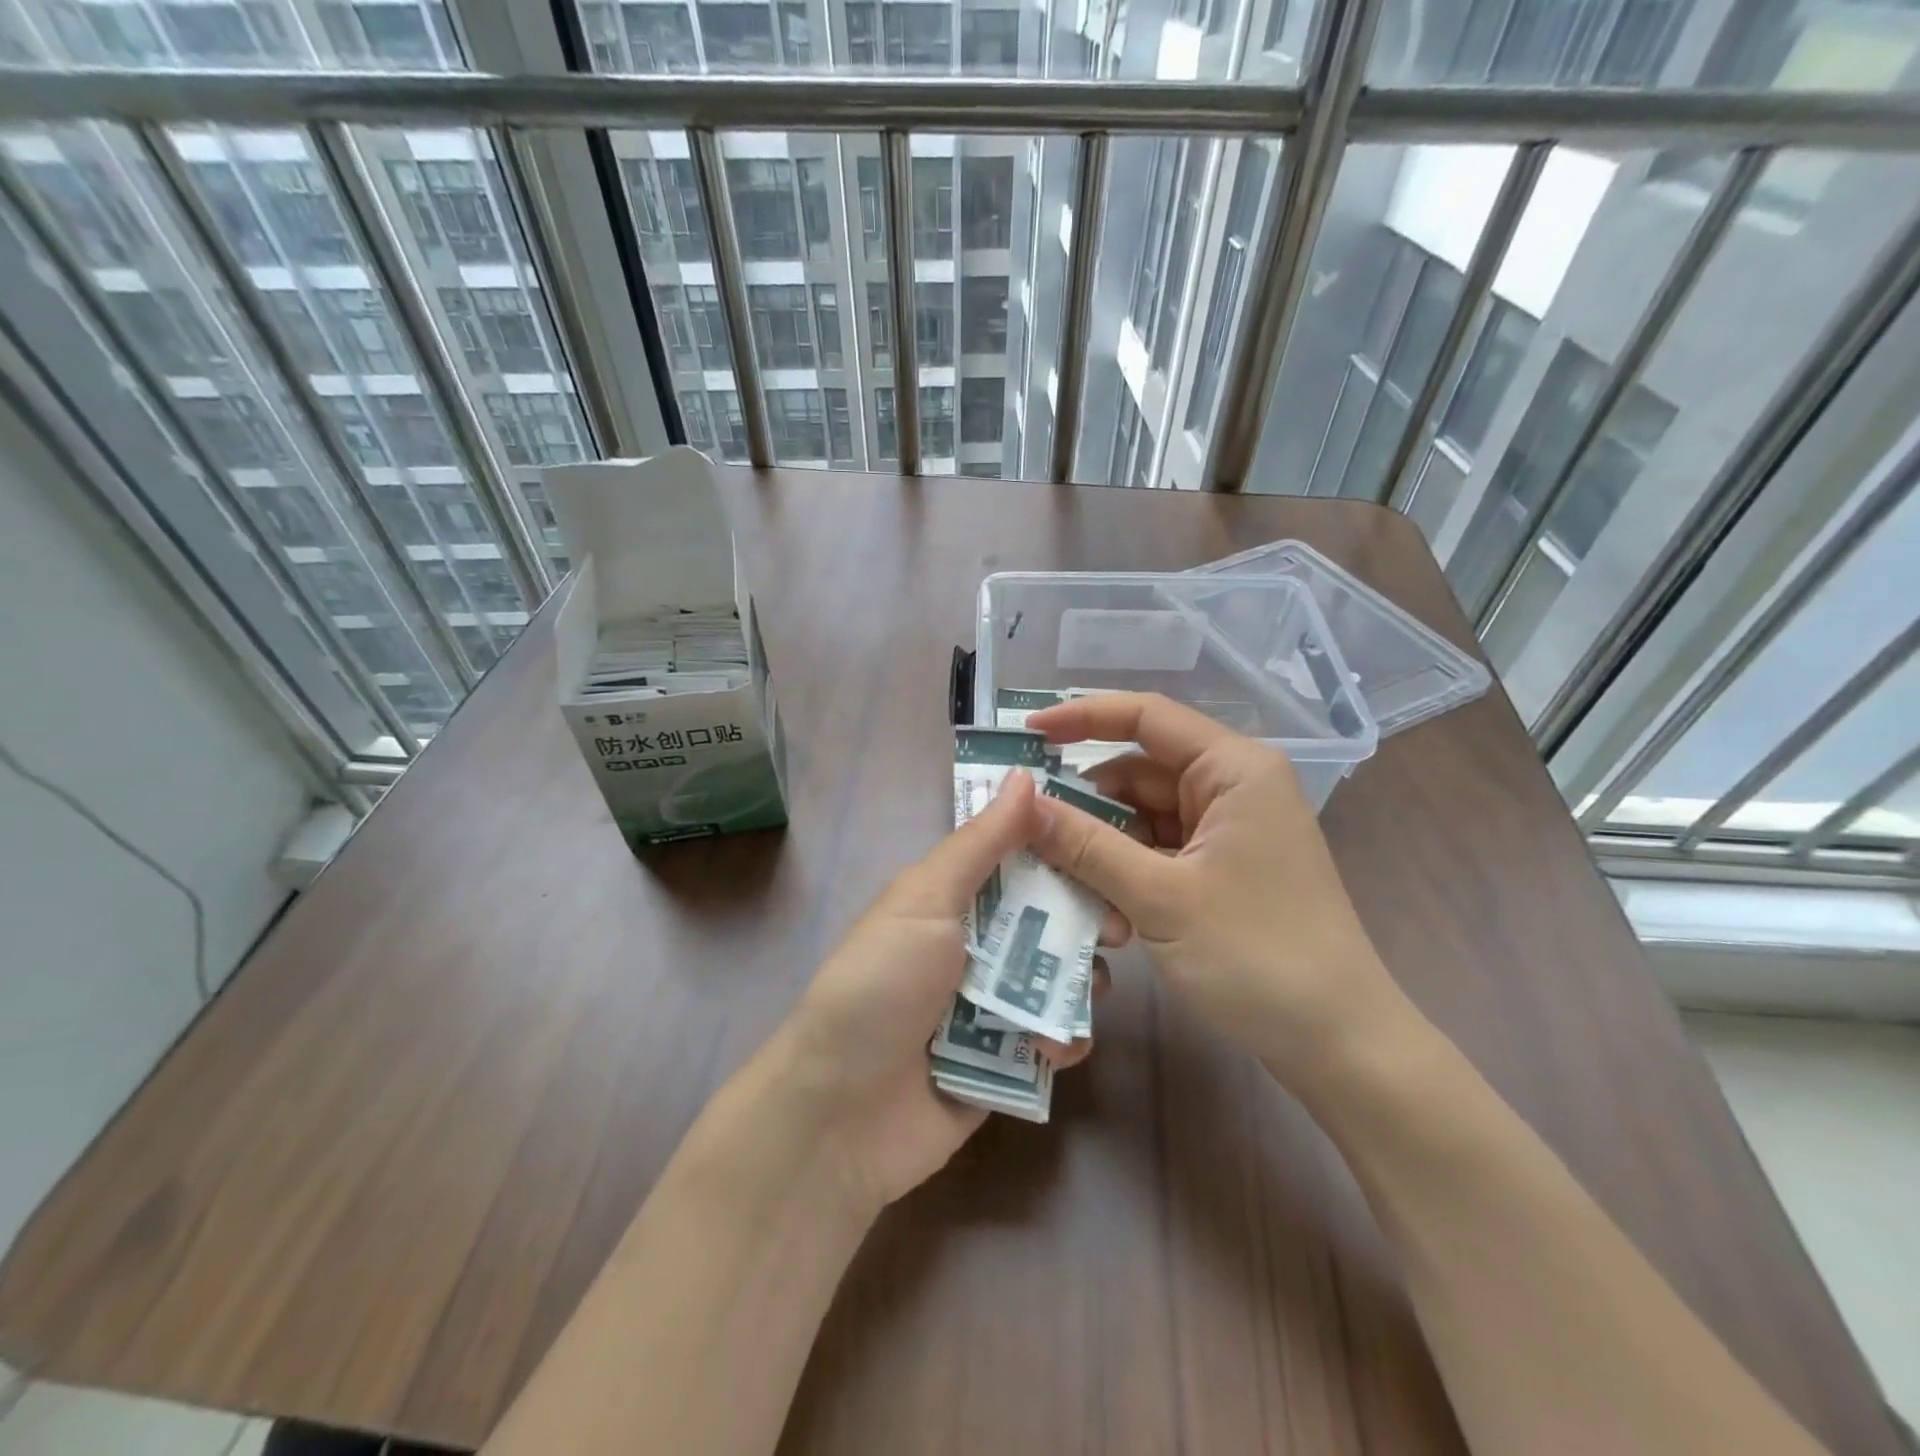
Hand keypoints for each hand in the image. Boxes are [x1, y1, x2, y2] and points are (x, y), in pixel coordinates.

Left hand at [774, 769, 1096, 1210]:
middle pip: (1048, 921)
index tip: (1110, 848)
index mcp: (952, 901)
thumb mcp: (925, 901)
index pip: (1020, 861)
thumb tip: (1025, 775)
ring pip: (1058, 981)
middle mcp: (975, 947)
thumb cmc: (881, 985)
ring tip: (1085, 992)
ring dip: (1077, 985)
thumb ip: (980, 844)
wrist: (841, 1113)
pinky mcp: (1005, 1062)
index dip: (1064, 853)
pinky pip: (1053, 1041)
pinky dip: (1062, 1041)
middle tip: (1117, 930)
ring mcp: (990, 1007)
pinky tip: (1053, 1048)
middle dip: (1085, 922)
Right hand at [1026, 692, 1407, 1090]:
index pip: (1146, 716)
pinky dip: (1127, 876)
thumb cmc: (1258, 956)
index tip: (1027, 735)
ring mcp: (1228, 831)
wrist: (1340, 1045)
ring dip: (1103, 852)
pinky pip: (1157, 853)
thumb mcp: (1159, 897)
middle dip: (1086, 807)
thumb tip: (1021, 803)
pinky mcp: (1222, 868)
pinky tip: (1108, 920)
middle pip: (1138, 773)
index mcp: (1233, 769)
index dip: (1082, 716)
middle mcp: (1232, 788)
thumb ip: (1085, 845)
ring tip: (1071, 894)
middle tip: (1029, 835)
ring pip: (1142, 818)